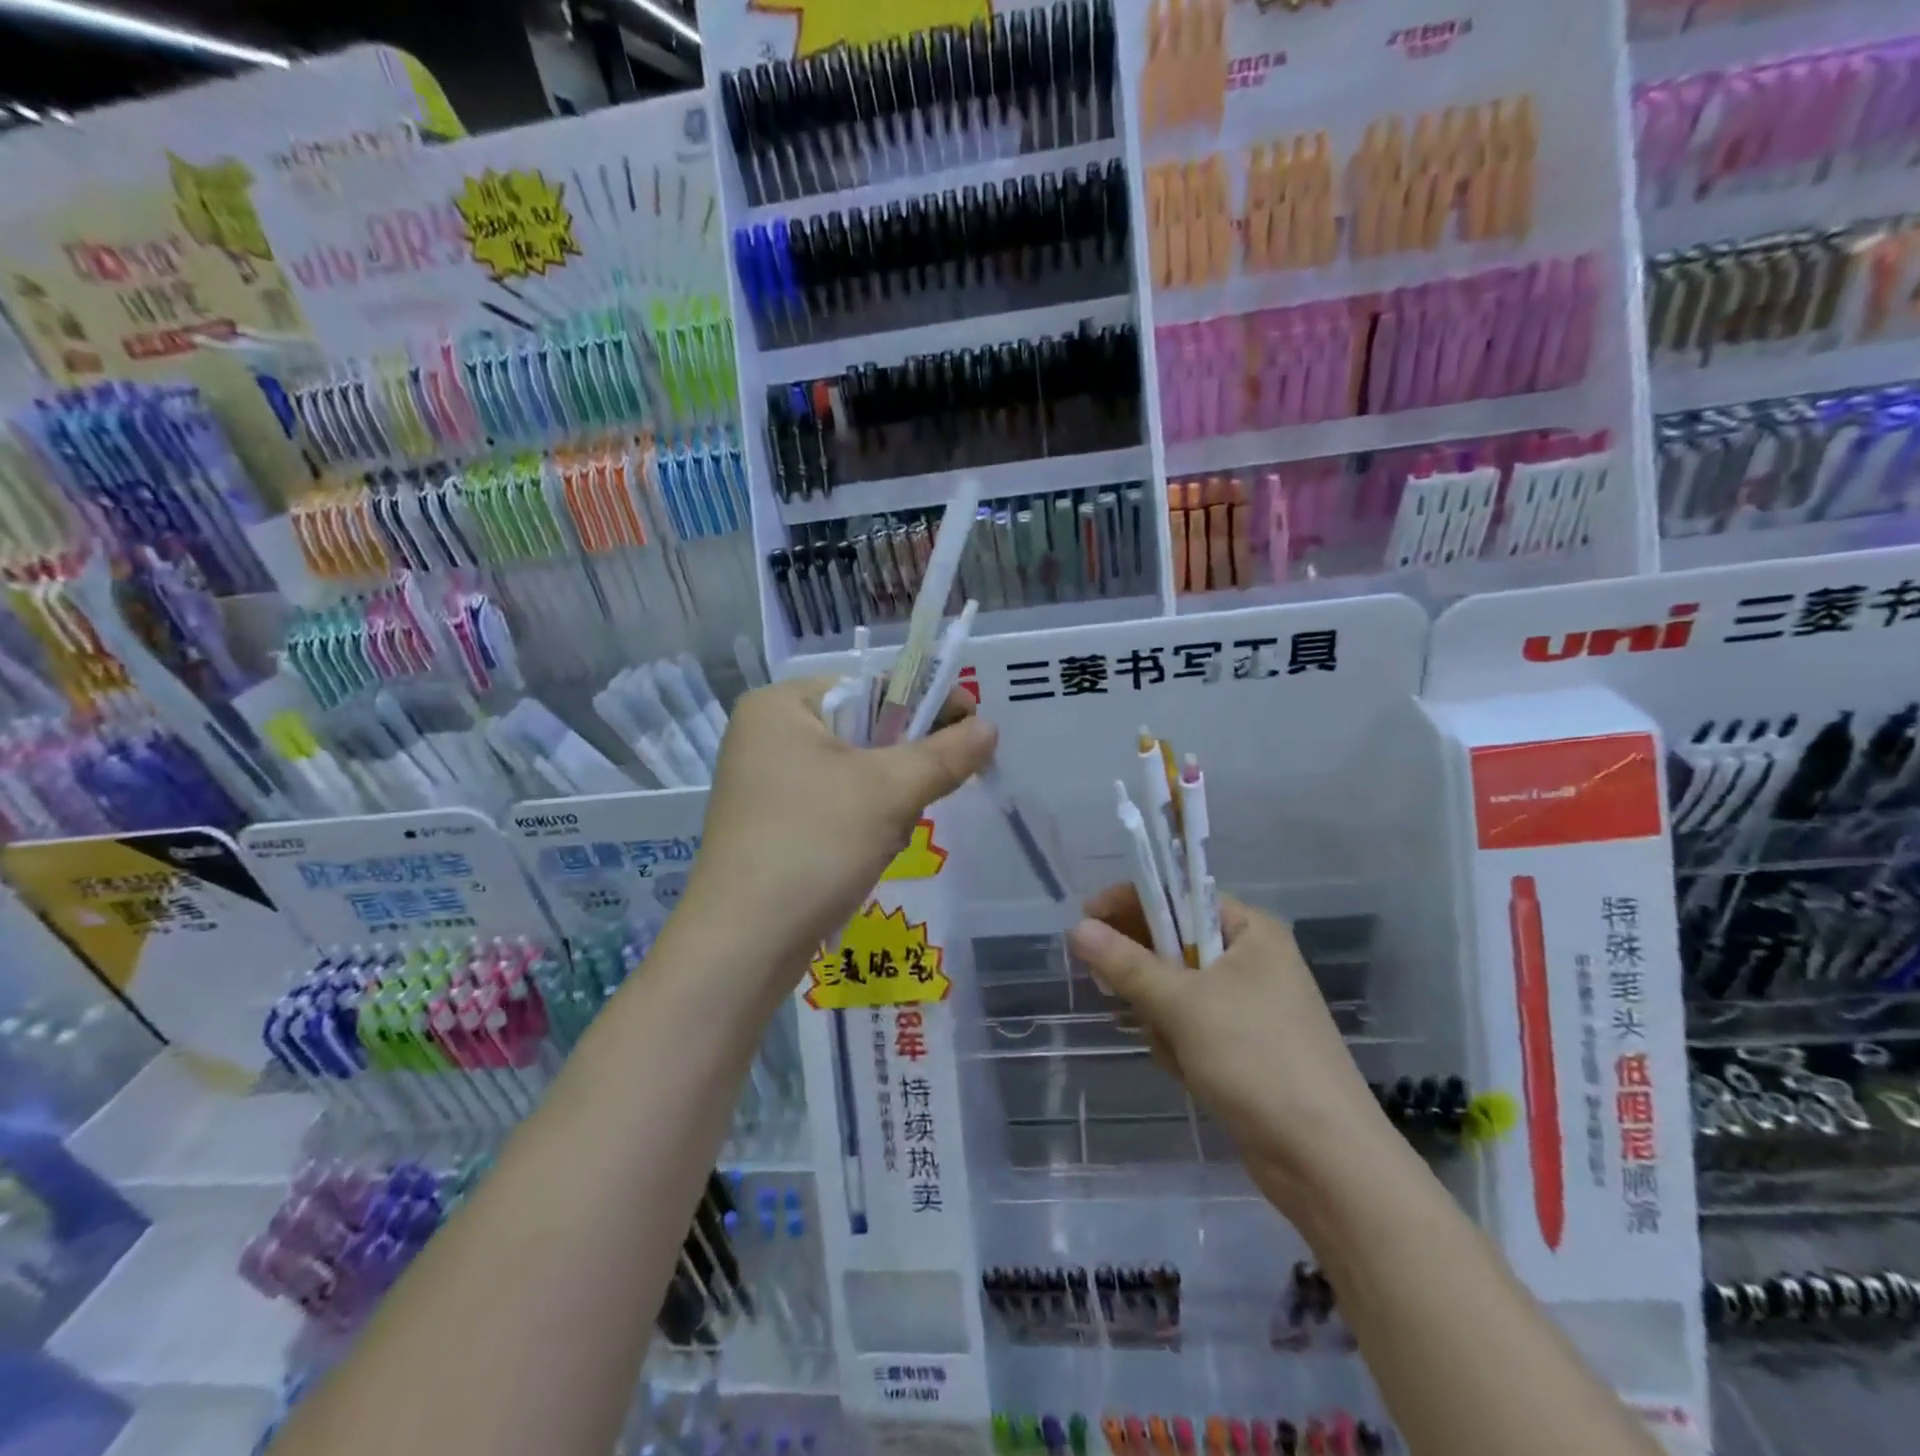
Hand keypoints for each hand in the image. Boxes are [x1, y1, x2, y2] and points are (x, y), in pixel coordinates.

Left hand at [679, 677, 997, 980]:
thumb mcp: (891, 791)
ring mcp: (762, 782)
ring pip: (851, 770)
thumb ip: (946, 753)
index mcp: (780, 704)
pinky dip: (861, 818)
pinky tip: (870, 850)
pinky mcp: (767, 823)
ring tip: (894, 831)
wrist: (744, 944)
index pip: (872, 686)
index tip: (974, 730)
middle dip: (905, 759)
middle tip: (937, 786)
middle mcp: (765, 734)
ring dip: (887, 795)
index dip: (928, 703)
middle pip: (863, 728)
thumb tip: (989, 728)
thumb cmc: (816, 845)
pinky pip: (832, 801)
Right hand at [1067, 887, 1396, 1213]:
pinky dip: (1178, 1043)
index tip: (1086, 922)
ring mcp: (1250, 1006)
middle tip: (1118, 993)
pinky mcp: (1243, 1047)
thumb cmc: (1256, 1059)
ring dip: (1161, 1017)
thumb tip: (1076, 928)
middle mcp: (1253, 960)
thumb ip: (1126, 964)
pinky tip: (1186, 1071)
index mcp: (1251, 931)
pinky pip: (1191, 1026)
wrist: (1325, 1162)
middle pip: (1174, 944)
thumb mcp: (1183, 1004)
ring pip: (1176, 990)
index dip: (1130, 904)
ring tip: (1173, 1048)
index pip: (1178, 895)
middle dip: (1147, 975)